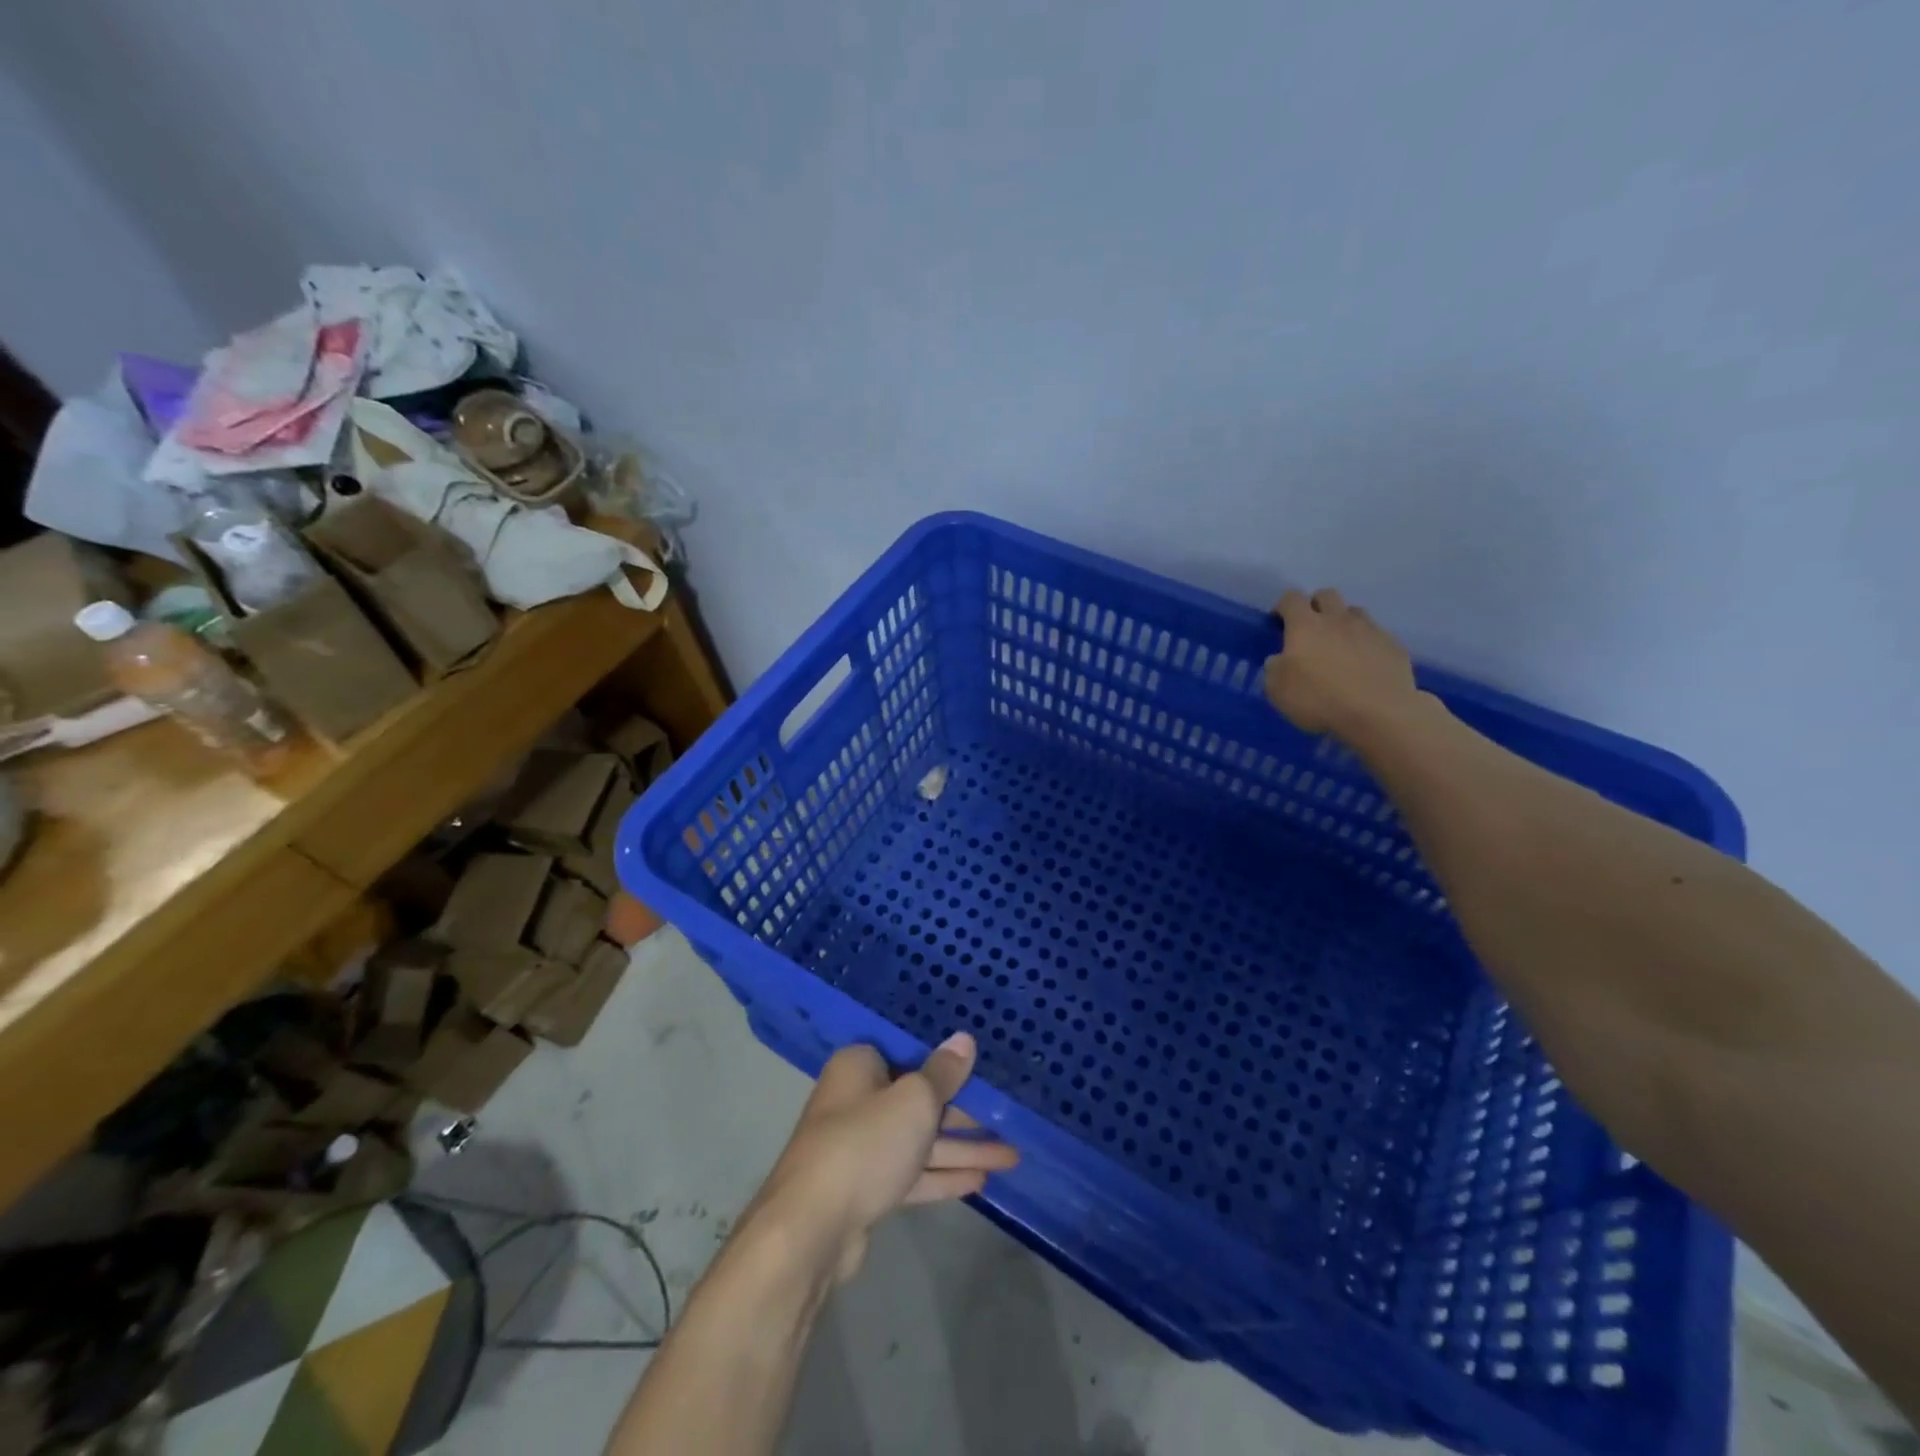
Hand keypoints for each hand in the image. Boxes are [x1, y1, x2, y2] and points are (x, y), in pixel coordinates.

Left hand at [749, 1033, 1017, 1283]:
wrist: (811, 1227)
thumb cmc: (866, 1142)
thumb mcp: (915, 1099)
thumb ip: (944, 1073)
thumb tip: (965, 1039)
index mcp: (859, 1066)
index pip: (908, 1054)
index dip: (945, 1063)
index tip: (981, 1070)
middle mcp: (856, 1100)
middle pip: (917, 1100)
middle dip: (963, 1113)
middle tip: (1006, 1118)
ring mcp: (860, 1148)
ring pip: (919, 1141)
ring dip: (962, 1149)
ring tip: (1010, 1156)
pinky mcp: (865, 1190)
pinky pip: (911, 1174)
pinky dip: (942, 1176)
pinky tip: (980, 1181)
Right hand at [1264, 588, 1422, 742]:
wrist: (1378, 714)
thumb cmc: (1319, 699)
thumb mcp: (1277, 690)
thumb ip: (1275, 668)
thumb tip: (1280, 659)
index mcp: (1305, 626)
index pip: (1291, 599)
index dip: (1283, 606)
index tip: (1278, 622)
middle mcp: (1338, 620)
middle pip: (1326, 595)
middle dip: (1315, 606)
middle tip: (1309, 630)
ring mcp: (1370, 630)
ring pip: (1354, 613)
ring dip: (1343, 623)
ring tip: (1339, 647)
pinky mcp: (1394, 646)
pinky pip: (1376, 636)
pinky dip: (1366, 644)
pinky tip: (1364, 666)